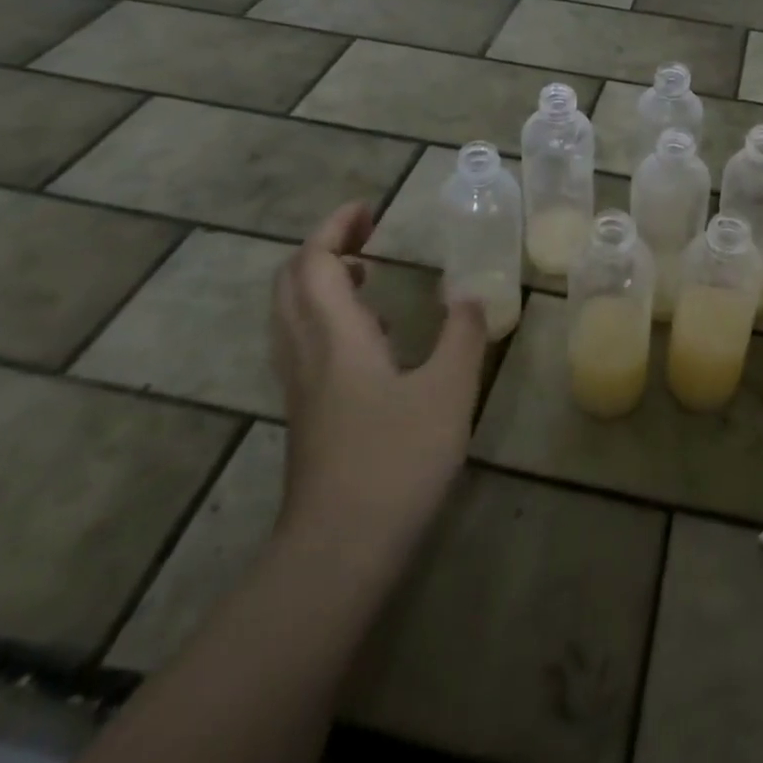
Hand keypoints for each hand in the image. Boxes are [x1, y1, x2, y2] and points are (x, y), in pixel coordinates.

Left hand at [269, 201, 486, 569]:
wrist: (338, 554)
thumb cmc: (395, 461)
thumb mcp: (449, 391)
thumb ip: (463, 335)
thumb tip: (471, 295)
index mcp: (337, 337)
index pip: (314, 263)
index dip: (334, 227)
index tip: (368, 208)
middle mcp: (309, 355)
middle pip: (291, 285)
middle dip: (322, 249)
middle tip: (365, 234)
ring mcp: (303, 390)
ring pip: (293, 318)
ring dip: (322, 283)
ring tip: (368, 274)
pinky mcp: (309, 419)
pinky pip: (306, 347)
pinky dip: (330, 320)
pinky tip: (374, 339)